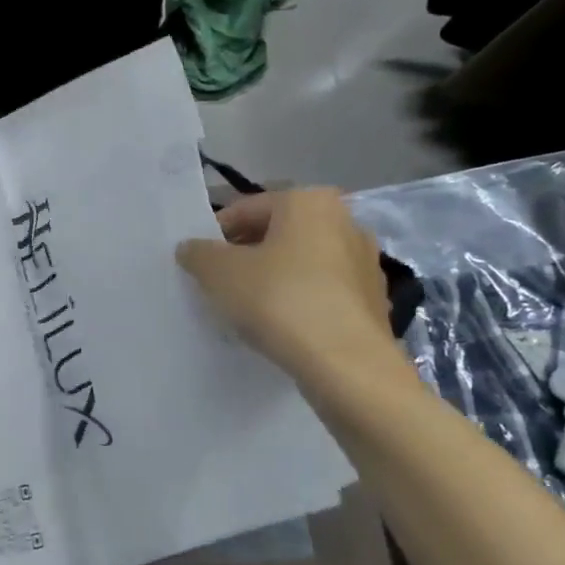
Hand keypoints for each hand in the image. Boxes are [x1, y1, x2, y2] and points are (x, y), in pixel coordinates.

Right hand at [176, 188, 396, 376]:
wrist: (346, 363)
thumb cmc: (279, 300)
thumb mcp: (218, 273)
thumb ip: (198, 253)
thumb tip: (191, 248)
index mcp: (308, 201)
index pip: (246, 210)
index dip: (215, 236)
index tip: (199, 264)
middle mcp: (344, 221)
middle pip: (277, 234)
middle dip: (246, 256)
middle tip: (219, 286)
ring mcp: (364, 261)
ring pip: (301, 263)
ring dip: (274, 279)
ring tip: (248, 309)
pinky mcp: (374, 299)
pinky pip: (323, 292)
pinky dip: (299, 301)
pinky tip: (281, 326)